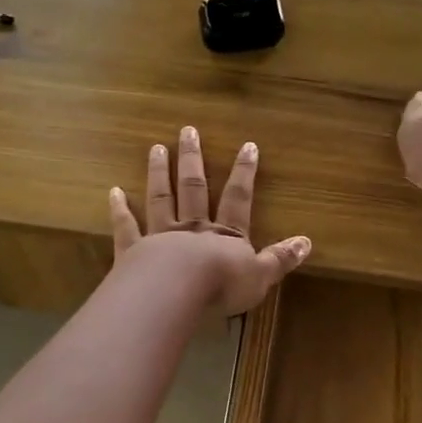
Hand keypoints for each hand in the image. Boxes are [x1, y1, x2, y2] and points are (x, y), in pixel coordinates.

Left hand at [109, 127, 312, 316]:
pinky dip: (120, 209)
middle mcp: (192, 228)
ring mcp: (160, 235)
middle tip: (187, 130)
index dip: (244, 173)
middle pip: (194, 188)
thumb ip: (280, 259)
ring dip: (159, 173)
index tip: (247, 145)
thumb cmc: (221, 286)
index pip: (238, 198)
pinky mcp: (133, 250)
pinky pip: (127, 226)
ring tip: (157, 148)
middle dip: (193, 159)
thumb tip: (307, 241)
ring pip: (161, 198)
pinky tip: (114, 192)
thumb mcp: (260, 276)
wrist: (176, 292)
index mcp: (224, 236)